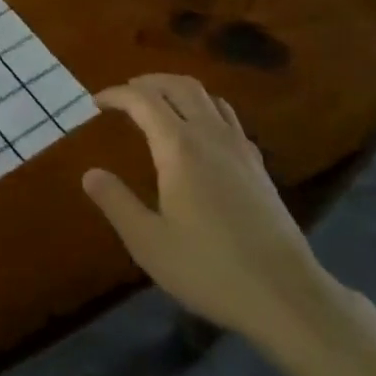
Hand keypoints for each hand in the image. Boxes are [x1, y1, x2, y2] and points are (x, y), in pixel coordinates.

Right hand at [83, 74, 347, 347]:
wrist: (284, 293)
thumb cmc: (209, 268)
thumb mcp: (149, 242)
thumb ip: (116, 202)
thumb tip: (90, 173)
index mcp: (178, 147)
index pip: (143, 100)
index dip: (117, 95)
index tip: (97, 102)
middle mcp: (210, 134)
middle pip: (178, 86)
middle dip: (148, 82)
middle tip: (125, 94)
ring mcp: (239, 146)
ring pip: (207, 96)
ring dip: (177, 89)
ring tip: (159, 103)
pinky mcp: (258, 164)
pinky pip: (227, 116)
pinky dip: (204, 107)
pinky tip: (200, 131)